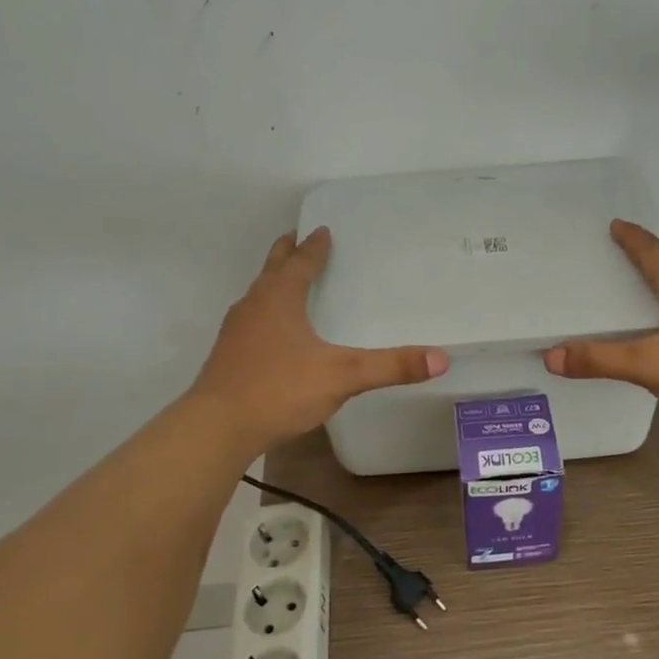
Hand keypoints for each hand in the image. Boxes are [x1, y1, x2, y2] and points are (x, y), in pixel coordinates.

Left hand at [189, 228, 447, 451]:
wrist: (217, 428)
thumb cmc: (279, 390)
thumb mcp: (342, 376)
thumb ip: (390, 367)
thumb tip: (441, 358)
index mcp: (279, 299)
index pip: (300, 263)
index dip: (314, 247)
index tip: (322, 230)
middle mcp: (254, 307)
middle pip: (271, 270)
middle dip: (285, 253)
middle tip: (296, 239)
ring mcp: (236, 332)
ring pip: (257, 296)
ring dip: (273, 283)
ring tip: (287, 282)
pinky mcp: (228, 357)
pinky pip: (251, 322)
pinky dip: (265, 313)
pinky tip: (274, 335)